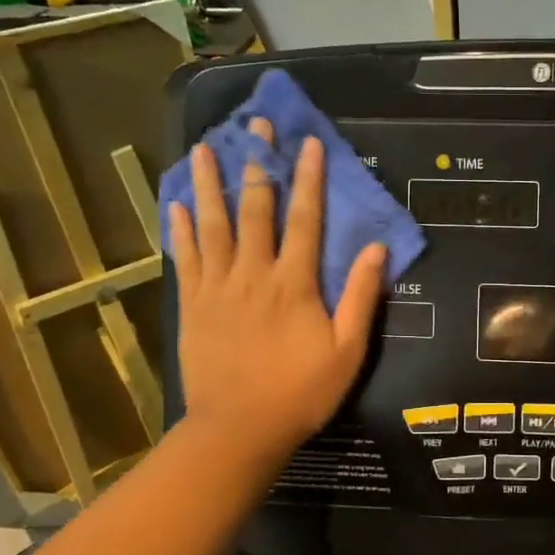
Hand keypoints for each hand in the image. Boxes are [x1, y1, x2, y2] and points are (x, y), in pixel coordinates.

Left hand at [167, 118, 384, 465]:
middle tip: (254, 126)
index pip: (304, 220)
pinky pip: (187, 257)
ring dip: (210, 184)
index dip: (308, 179)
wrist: (238, 429)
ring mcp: (218, 287)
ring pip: (213, 225)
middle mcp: (253, 274)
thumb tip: (377, 249)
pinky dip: (181, 229)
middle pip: (255, 210)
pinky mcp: (193, 305)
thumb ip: (360, 297)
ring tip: (204, 148)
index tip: (308, 143)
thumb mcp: (347, 351)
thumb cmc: (300, 392)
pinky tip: (176, 204)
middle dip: (258, 164)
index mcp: (294, 284)